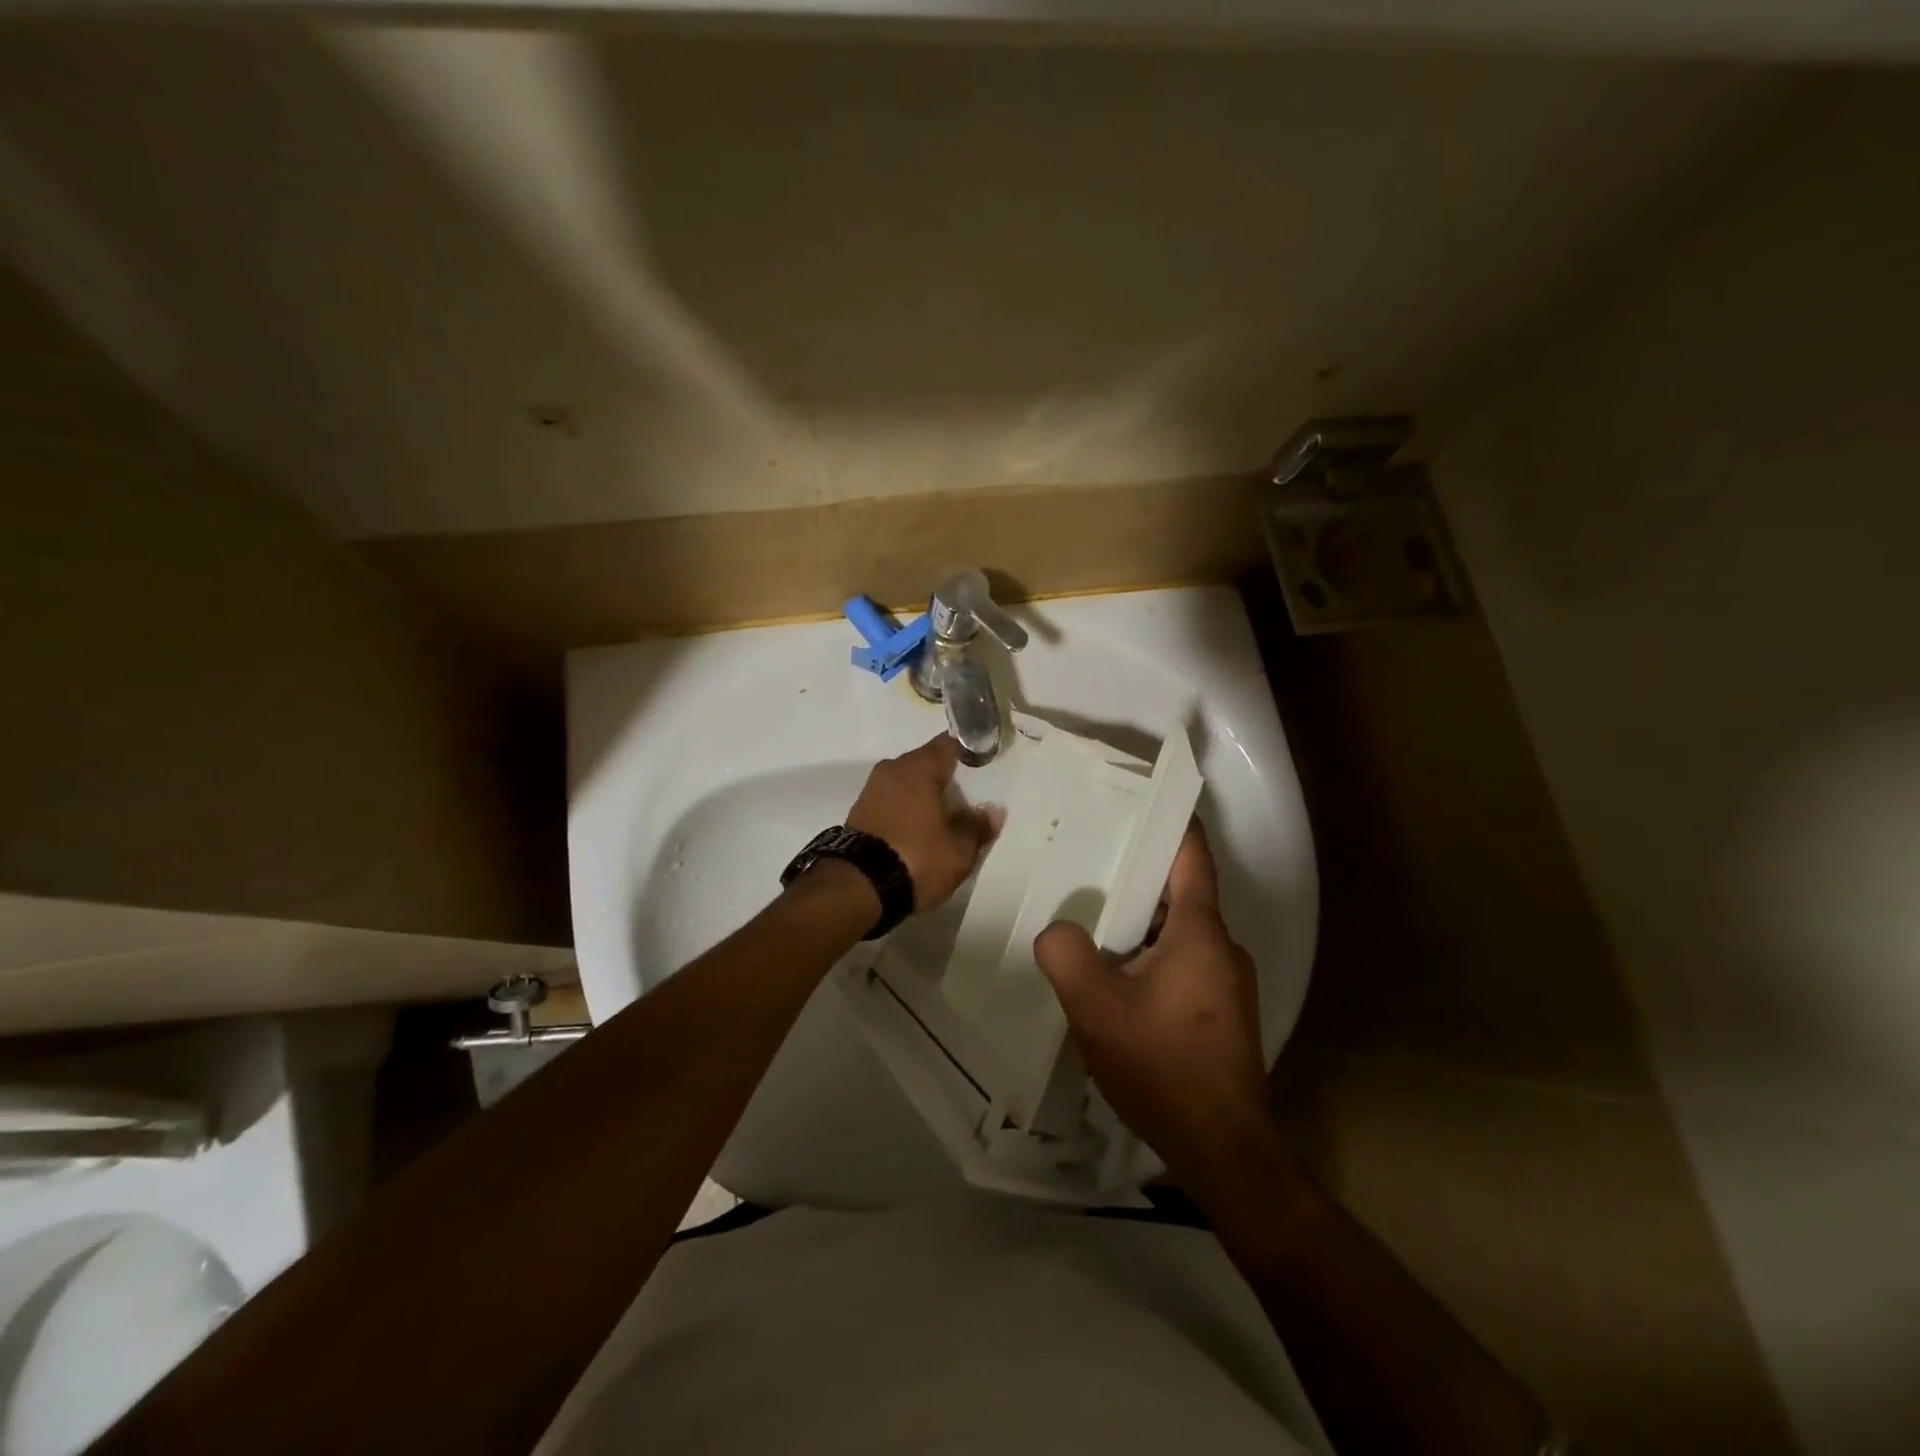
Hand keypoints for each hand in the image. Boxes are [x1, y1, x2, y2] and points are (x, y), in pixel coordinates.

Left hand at [846, 734, 996, 911]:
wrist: (858, 887)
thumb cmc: (916, 859)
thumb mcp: (959, 850)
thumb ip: (977, 827)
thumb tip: (993, 811)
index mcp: (919, 768)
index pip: (949, 744)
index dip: (968, 751)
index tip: (982, 765)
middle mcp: (893, 769)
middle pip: (925, 763)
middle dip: (945, 777)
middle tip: (966, 798)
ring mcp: (872, 789)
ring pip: (906, 782)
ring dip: (923, 795)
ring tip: (943, 817)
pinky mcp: (858, 811)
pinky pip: (891, 800)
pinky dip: (905, 808)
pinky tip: (918, 829)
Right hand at [1033, 821, 1268, 1188]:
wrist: (1223, 1150)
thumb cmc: (1163, 1067)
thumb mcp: (1096, 1009)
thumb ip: (1066, 956)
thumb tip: (1057, 931)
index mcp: (1200, 932)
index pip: (1191, 857)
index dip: (1171, 822)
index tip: (1141, 799)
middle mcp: (1223, 948)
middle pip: (1180, 893)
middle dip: (1138, 876)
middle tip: (1089, 864)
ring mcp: (1228, 984)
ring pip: (1179, 933)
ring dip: (1141, 924)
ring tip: (1093, 924)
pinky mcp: (1223, 1014)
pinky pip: (1184, 965)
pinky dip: (1152, 956)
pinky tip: (1118, 981)